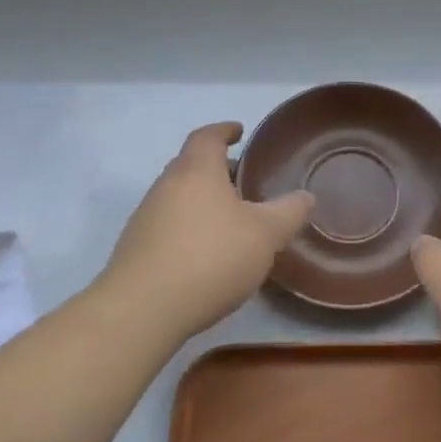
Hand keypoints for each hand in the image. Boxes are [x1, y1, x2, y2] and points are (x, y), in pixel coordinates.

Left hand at [96, 123, 313, 345]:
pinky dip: (188, 226)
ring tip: (229, 219)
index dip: (224, 130)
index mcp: (196, 170)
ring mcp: (146, 217)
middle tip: (242, 179)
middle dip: (216, 168)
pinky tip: (205, 252)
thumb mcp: (264, 235)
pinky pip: (167, 224)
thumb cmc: (210, 258)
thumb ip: (288, 212)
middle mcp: (166, 185)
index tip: (239, 131)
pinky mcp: (135, 249)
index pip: (208, 136)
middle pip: (190, 164)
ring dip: (201, 199)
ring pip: (178, 196)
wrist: (141, 311)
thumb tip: (306, 196)